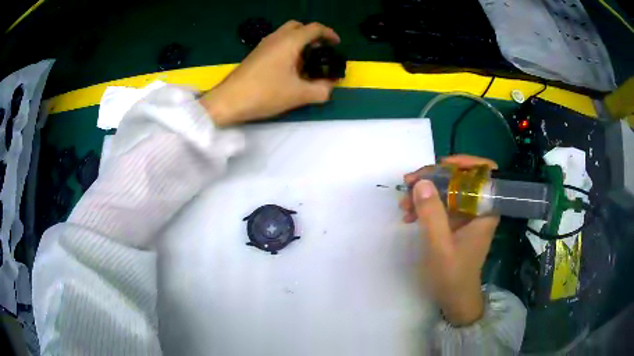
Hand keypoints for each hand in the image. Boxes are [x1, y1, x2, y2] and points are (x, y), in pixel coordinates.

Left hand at [200, 20, 340, 125]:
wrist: (228, 101)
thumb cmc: (264, 93)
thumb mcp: (298, 94)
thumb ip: (321, 90)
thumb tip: (330, 86)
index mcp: (289, 41)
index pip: (314, 28)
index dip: (329, 34)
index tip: (336, 44)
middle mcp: (276, 38)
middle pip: (298, 26)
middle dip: (313, 35)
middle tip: (320, 51)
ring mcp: (263, 45)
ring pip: (286, 34)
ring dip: (299, 42)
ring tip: (307, 61)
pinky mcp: (255, 54)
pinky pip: (277, 43)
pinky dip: (288, 48)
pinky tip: (289, 67)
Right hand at [399, 155, 499, 325]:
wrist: (455, 299)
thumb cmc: (453, 276)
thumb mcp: (439, 246)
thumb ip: (432, 214)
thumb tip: (421, 182)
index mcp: (485, 210)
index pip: (486, 173)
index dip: (467, 162)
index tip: (442, 164)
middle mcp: (479, 208)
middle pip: (461, 179)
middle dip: (435, 178)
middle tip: (409, 183)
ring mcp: (466, 216)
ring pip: (448, 192)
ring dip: (426, 193)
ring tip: (403, 204)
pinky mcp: (456, 224)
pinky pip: (441, 206)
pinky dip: (425, 206)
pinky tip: (409, 215)